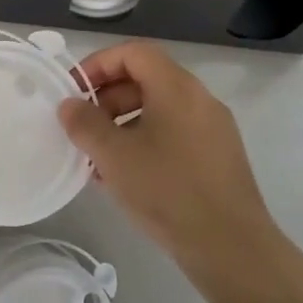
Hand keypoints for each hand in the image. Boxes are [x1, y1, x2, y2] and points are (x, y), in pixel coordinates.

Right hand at [59, 41, 279, 278]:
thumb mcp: (114, 155)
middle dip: (108, 97)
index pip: (132, 53)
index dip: (98, 65)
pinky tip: (127, 177)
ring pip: (159, 109)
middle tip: (83, 127)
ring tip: (98, 157)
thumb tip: (69, 105)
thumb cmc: (168, 191)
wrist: (232, 249)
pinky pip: (174, 133)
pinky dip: (145, 142)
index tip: (74, 92)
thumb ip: (85, 123)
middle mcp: (199, 98)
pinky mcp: (218, 157)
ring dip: (123, 123)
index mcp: (176, 87)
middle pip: (146, 78)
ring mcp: (213, 128)